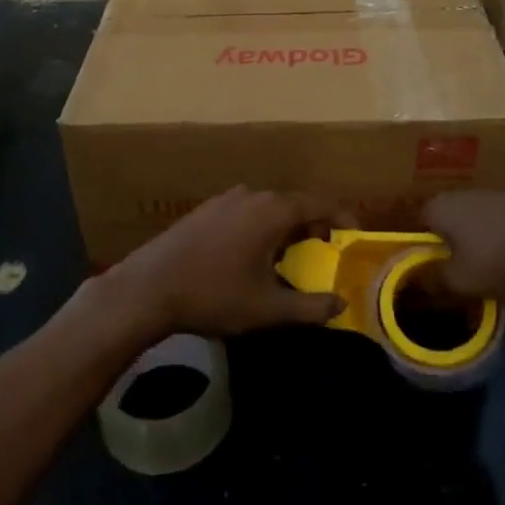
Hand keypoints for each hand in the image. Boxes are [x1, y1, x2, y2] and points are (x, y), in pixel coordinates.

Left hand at [102, 187, 348, 340]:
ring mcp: (226, 199)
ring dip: (286, 228)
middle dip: (315, 226)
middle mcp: (252, 195)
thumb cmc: (213, 295)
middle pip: (295, 203)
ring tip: (290, 258)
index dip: (344, 217)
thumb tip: (341, 304)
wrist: (149, 288)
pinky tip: (252, 257)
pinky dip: (262, 227)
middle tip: (325, 254)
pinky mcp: (206, 209)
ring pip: (269, 208)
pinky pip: (247, 212)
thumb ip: (310, 307)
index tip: (356, 236)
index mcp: (273, 210)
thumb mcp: (267, 309)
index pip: (321, 202)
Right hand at [422, 191, 504, 301]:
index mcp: (433, 209)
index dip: (412, 262)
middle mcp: (452, 197)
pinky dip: (492, 250)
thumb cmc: (498, 251)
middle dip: (444, 260)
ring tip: (481, 284)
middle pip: (438, 235)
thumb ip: (432, 283)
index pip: (409, 236)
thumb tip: (414, 285)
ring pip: (465, 235)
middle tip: (452, 288)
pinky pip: (488, 233)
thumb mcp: (460, 280)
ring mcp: (482, 198)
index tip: (422, 285)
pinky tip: (504, 270)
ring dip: (470, 257)